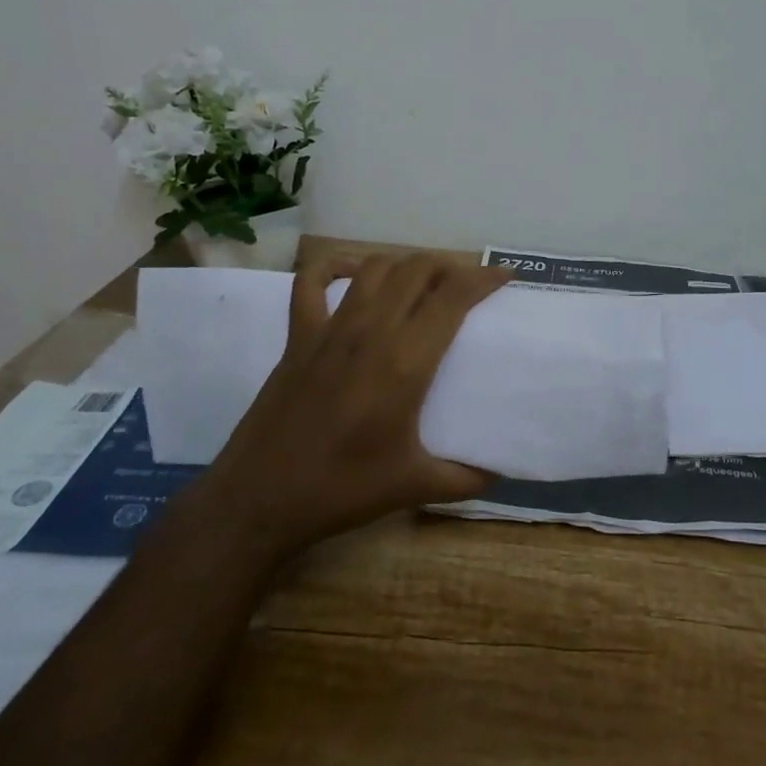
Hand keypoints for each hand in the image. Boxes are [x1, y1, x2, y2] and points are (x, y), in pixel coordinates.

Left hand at [218, 254, 511, 551]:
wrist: (260, 500)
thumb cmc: (342, 490)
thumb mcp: (415, 486)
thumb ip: (466, 477)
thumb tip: (500, 471)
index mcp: (405, 361)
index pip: (453, 296)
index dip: (483, 278)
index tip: (505, 277)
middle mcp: (371, 331)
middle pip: (417, 269)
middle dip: (449, 266)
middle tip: (467, 285)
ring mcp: (330, 328)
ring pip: (375, 268)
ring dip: (405, 265)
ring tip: (422, 281)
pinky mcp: (298, 336)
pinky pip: (311, 282)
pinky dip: (333, 266)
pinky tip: (352, 271)